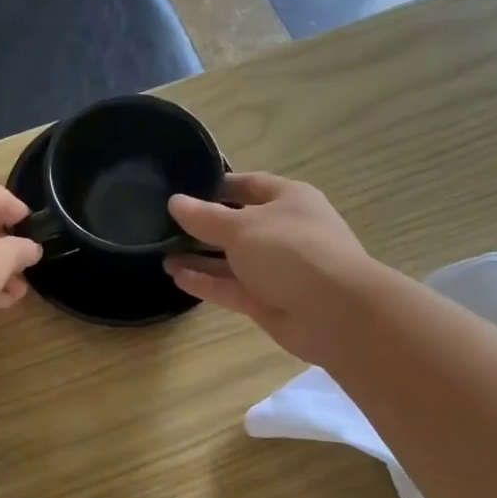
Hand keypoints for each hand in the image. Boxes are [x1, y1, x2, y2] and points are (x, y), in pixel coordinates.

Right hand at [164, 173, 376, 363]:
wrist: (334, 312)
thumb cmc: (291, 251)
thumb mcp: (241, 227)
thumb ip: (204, 217)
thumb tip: (175, 202)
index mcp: (288, 200)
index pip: (249, 185)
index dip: (218, 185)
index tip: (184, 189)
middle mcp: (283, 232)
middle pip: (238, 224)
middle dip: (204, 225)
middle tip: (164, 224)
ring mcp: (276, 269)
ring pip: (232, 259)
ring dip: (200, 257)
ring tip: (162, 253)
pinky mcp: (267, 301)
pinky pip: (230, 287)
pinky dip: (206, 282)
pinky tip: (175, 276)